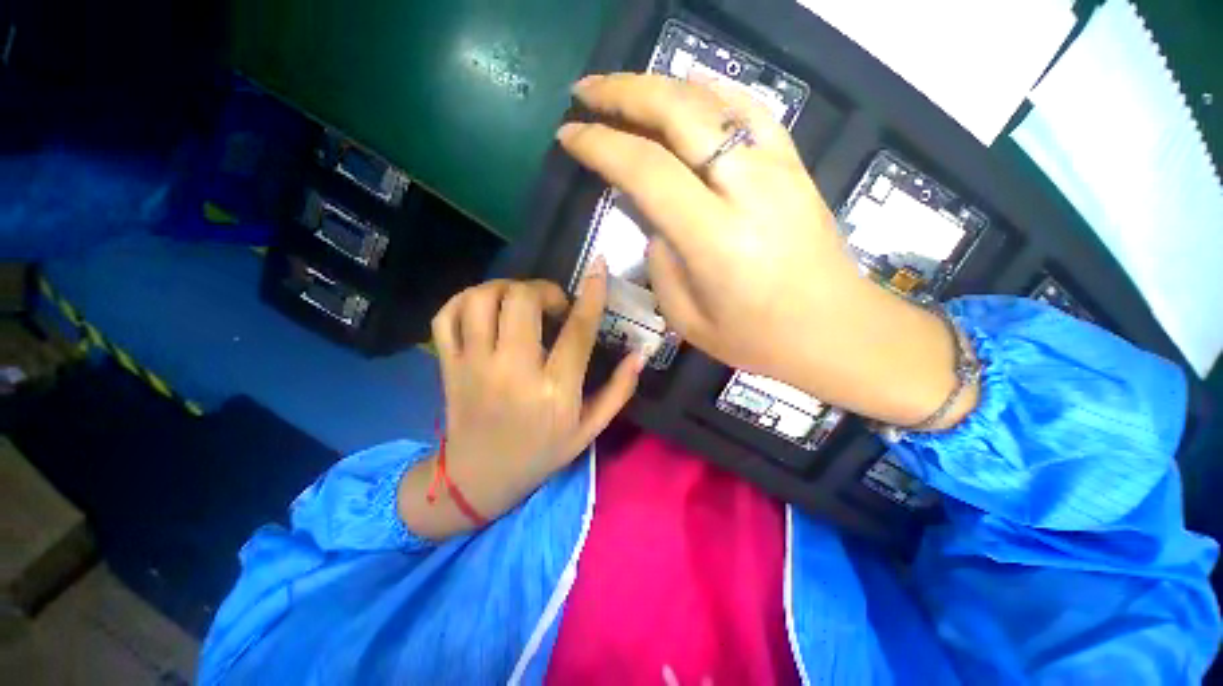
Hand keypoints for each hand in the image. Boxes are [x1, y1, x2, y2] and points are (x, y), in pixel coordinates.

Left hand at [399, 265, 643, 538]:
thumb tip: (640, 354)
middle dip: (542, 289)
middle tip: (553, 305)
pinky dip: (465, 300)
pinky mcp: (448, 366)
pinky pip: (447, 316)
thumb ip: (618, 391)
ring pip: (481, 300)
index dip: (591, 294)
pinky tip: (485, 308)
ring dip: (505, 288)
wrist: (478, 480)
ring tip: (519, 303)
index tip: (599, 266)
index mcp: (554, 392)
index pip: (576, 331)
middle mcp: (512, 372)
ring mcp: (473, 367)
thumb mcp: (589, 430)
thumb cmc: (541, 454)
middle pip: (521, 301)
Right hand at [559, 73, 865, 379]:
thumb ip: (662, 264)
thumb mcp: (688, 320)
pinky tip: (687, 94)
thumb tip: (656, 224)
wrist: (834, 329)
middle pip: (679, 112)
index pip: (646, 169)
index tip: (568, 136)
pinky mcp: (794, 165)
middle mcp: (746, 188)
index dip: (601, 144)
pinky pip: (749, 109)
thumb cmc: (757, 339)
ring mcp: (777, 167)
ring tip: (626, 90)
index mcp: (714, 237)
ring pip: (713, 99)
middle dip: (623, 92)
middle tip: (585, 92)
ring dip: (661, 85)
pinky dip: (710, 92)